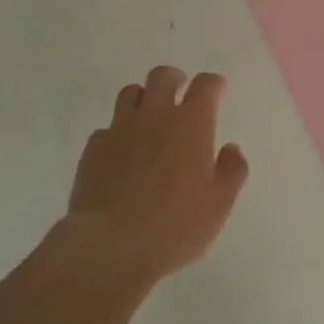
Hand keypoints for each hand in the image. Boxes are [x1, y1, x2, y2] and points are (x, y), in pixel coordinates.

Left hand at [66, 66, 249, 281]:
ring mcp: (119, 130)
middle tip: (180, 93)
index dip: (214, 84)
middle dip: (174, 79)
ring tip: (148, 118)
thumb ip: (231, 172)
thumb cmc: (174, 227)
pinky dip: (117, 134)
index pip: (205, 85)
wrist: (110, 247)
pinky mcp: (92, 150)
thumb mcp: (218, 205)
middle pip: (162, 77)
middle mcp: (154, 117)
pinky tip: (121, 153)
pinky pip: (106, 129)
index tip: (218, 91)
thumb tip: (231, 149)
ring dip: (143, 99)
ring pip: (129, 93)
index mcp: (191, 124)